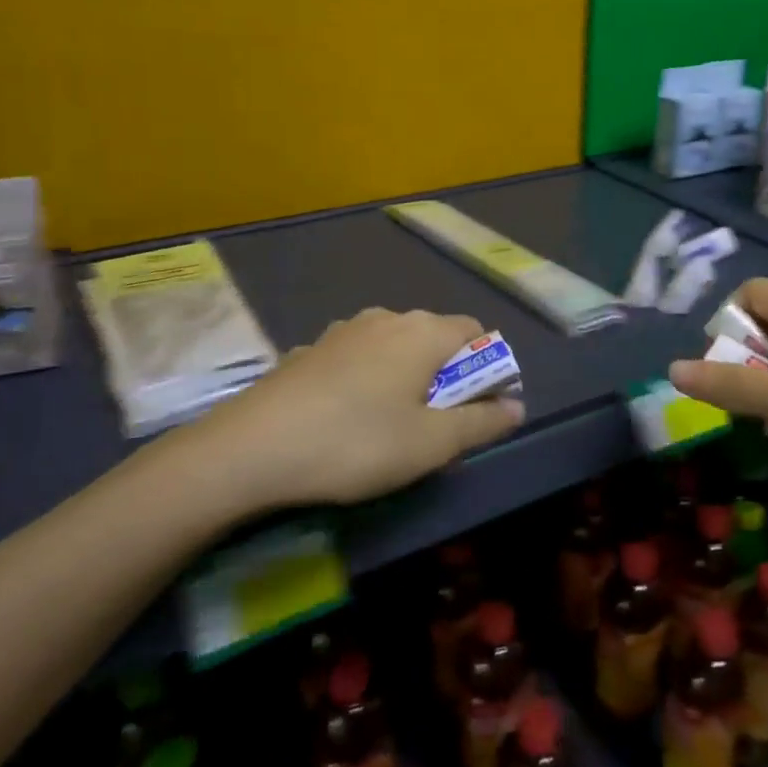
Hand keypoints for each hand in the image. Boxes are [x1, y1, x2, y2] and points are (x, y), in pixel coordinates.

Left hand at [168, 307, 524, 508]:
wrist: (251, 448)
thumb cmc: (356, 443)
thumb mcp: (430, 444)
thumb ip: (481, 423)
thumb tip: (516, 407)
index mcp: (423, 332)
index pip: (476, 332)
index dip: (487, 367)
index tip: (478, 409)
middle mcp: (386, 318)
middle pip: (435, 337)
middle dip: (446, 375)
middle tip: (436, 426)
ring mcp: (343, 330)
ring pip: (393, 346)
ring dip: (405, 376)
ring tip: (390, 425)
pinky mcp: (310, 349)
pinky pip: (356, 358)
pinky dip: (366, 379)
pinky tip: (345, 418)